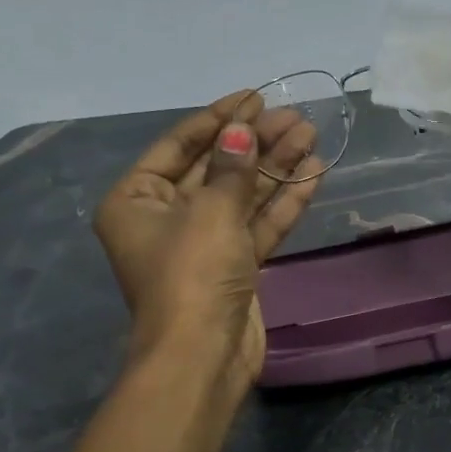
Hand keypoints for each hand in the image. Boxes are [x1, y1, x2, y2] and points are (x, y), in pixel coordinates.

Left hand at [94, 90, 320, 389]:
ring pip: (243, 195)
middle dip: (255, 142)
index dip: (219, 119)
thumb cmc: (192, 273)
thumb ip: (231, 167)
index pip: (179, 146)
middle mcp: (166, 218)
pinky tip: (313, 173)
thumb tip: (241, 131)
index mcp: (137, 200)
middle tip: (294, 117)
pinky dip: (284, 201)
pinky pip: (259, 224)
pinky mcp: (235, 266)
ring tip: (311, 136)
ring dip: (276, 167)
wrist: (203, 355)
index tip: (255, 97)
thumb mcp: (211, 211)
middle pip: (216, 168)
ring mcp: (204, 244)